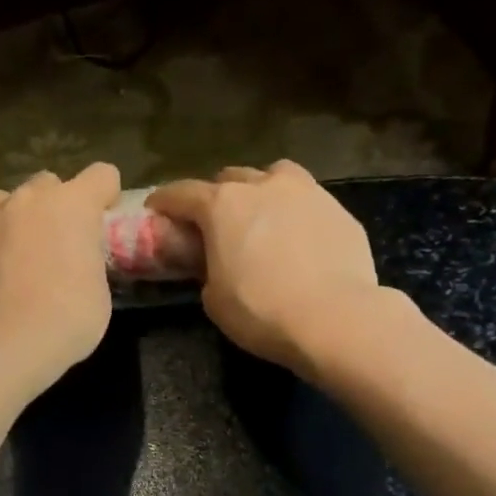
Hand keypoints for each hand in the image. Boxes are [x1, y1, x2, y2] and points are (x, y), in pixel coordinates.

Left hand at [0, 162, 121, 385]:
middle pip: (47, 182)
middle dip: (54, 204)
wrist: (14, 336)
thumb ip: (86, 257)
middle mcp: (30, 199)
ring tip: (16, 249)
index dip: (104, 196)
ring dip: (14, 217)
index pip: (102, 175)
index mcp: (73, 203)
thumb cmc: (73, 313)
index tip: (102, 221)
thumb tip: (74, 261)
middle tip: (57, 240)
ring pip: (4, 200)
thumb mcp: (98, 283)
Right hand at [149, 162, 385, 374]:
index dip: (165, 201)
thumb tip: (216, 263)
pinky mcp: (339, 210)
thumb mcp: (214, 299)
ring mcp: (306, 192)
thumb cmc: (261, 311)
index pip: (182, 193)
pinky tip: (300, 238)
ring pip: (275, 176)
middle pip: (230, 178)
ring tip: (262, 215)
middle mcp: (263, 186)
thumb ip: (208, 269)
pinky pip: (308, 201)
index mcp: (223, 205)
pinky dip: (296, 212)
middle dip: (216, 195)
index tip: (156, 209)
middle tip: (214, 222)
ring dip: (261, 190)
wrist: (335, 319)